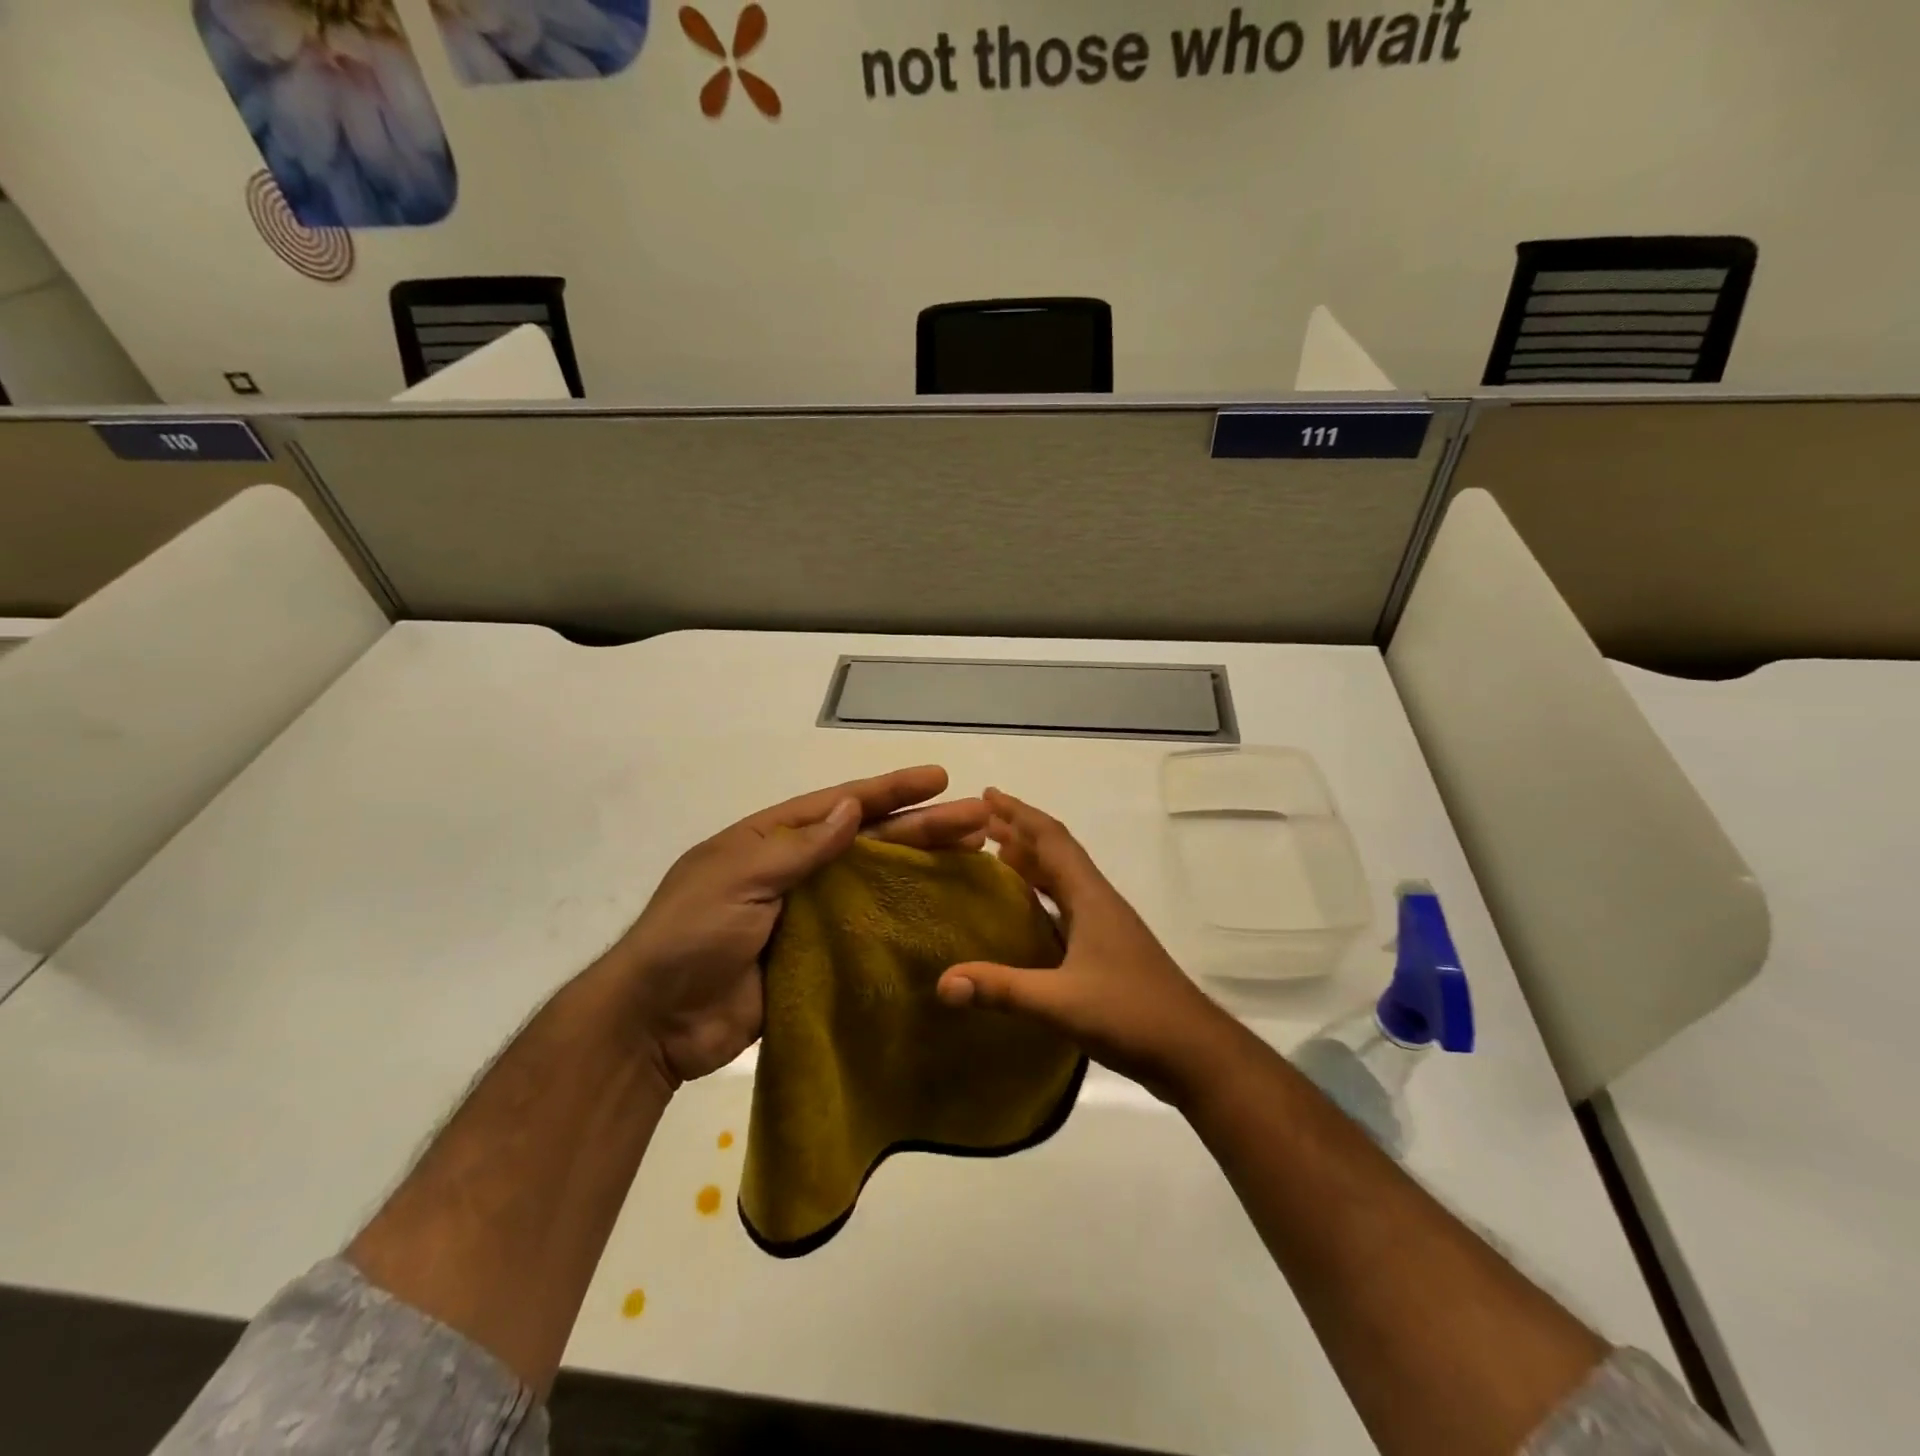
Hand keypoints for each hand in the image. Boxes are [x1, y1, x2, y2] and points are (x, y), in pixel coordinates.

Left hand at [613, 765, 988, 1086]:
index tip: (939, 779)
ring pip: (876, 882)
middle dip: (924, 827)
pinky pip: (865, 930)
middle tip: (980, 820)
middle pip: (870, 841)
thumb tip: (851, 808)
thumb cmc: (691, 936)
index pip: (841, 805)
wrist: (655, 1024)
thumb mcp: (738, 879)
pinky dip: (901, 920)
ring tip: (975, 856)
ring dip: (922, 868)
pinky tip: (938, 913)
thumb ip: (798, 849)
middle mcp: (796, 870)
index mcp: (771, 840)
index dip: (891, 790)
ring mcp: (808, 914)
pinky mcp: (817, 957)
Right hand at [937, 788, 1240, 1103]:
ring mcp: (1106, 926)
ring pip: (1063, 880)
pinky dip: (1041, 897)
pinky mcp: (1108, 950)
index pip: (1051, 839)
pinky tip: (1024, 914)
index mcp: (1090, 897)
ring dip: (1031, 863)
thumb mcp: (1060, 1002)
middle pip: (1056, 853)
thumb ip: (1002, 989)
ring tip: (994, 857)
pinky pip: (1067, 907)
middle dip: (1019, 833)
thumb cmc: (1132, 1014)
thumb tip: (943, 982)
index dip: (1019, 813)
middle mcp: (1098, 901)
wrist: (1194, 1051)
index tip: (987, 795)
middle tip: (977, 825)